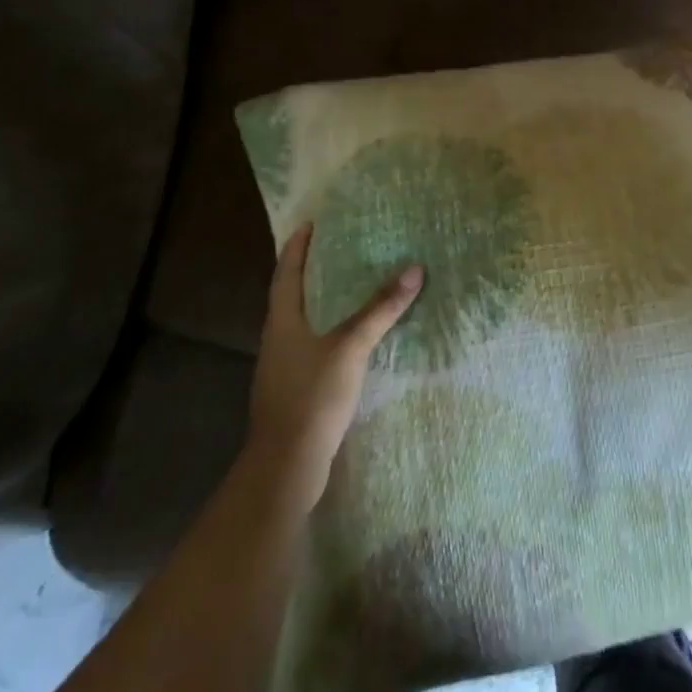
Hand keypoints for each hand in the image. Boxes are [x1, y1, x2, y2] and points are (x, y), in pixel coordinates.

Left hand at [245, 223, 423, 507]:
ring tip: (348, 286)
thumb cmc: (312, 397)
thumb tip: (413, 269)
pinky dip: (331, 331)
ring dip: (321, 302)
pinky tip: (352, 337)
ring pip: (303, 323)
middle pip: (291, 296)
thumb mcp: (350, 347)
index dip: (296, 247)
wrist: (286, 467)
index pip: (286, 273)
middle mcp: (278, 340)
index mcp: (282, 322)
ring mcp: (284, 368)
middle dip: (310, 271)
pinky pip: (314, 347)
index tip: (308, 223)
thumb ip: (380, 309)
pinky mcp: (296, 390)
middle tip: (336, 248)